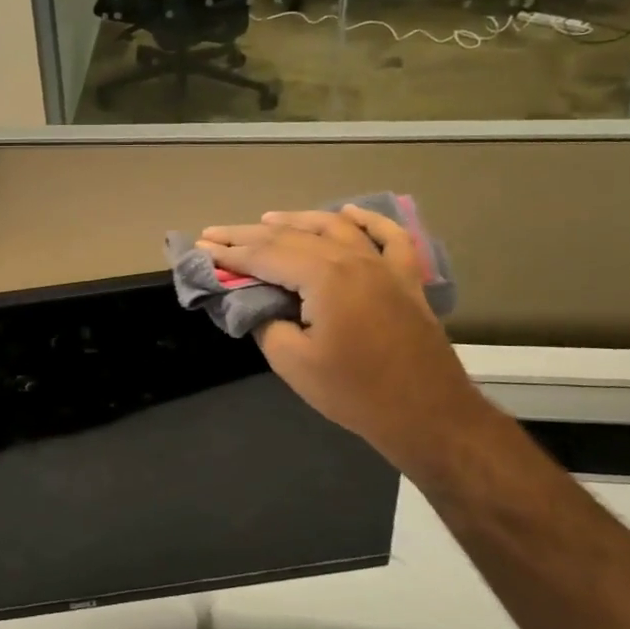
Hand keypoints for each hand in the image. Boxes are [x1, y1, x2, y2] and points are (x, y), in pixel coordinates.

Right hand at [197, 207, 494, 477]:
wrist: (428, 415)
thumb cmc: (355, 392)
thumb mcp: (292, 362)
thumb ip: (265, 322)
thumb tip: (255, 303)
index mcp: (324, 276)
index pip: (265, 255)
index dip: (229, 252)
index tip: (201, 246)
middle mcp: (353, 259)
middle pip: (293, 236)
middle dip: (250, 234)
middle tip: (216, 232)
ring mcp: (384, 266)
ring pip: (335, 228)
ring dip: (297, 220)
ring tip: (266, 219)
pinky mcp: (406, 280)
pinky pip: (388, 237)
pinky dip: (367, 221)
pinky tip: (348, 213)